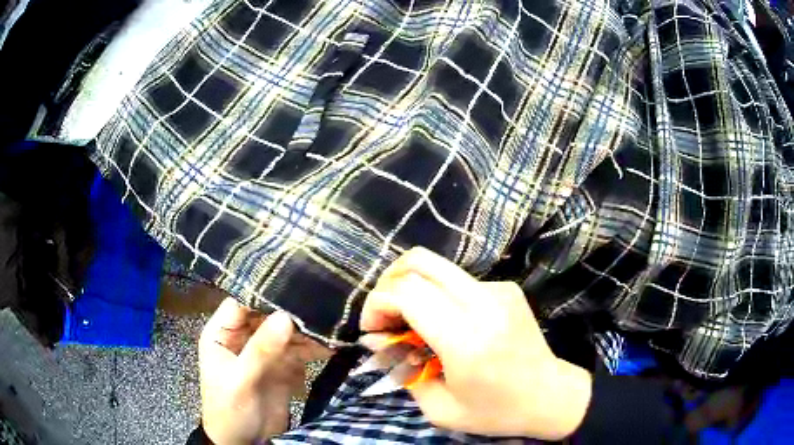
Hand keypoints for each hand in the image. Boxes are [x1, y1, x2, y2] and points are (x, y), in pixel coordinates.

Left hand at [199, 298, 330, 444]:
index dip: (264, 293)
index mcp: (223, 334)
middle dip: (293, 310)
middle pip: (269, 315)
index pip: (242, 302)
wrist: (246, 443)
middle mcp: (244, 337)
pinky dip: (316, 347)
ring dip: (308, 330)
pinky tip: (332, 344)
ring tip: (333, 323)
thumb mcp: (240, 380)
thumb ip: (260, 349)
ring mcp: (266, 351)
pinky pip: (300, 350)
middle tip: (322, 302)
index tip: (294, 284)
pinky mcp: (284, 366)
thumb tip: (286, 316)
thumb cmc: (230, 410)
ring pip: (288, 332)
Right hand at [360, 248, 591, 439]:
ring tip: (411, 323)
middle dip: (388, 284)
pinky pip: (457, 280)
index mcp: (466, 340)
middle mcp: (484, 304)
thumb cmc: (495, 412)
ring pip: (436, 267)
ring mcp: (499, 290)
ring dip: (412, 288)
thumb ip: (402, 370)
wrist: (550, 395)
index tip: (373, 330)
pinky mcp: (507, 288)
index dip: (377, 303)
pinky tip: (445, 325)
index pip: (407, 293)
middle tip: (385, 316)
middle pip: (418, 262)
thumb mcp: (439, 408)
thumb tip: (378, 338)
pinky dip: (437, 296)